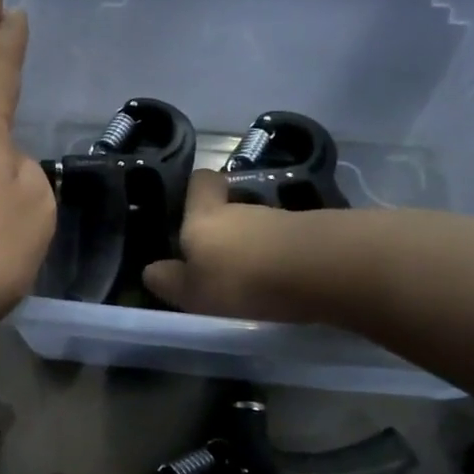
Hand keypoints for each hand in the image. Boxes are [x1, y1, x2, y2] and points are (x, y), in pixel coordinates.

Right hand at [142, 170, 346, 321]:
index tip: (190, 208)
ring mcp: (281, 218)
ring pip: (258, 227)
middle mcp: (241, 208)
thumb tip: (151, 270)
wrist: (321, 270)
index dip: (196, 190)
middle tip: (217, 261)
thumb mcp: (192, 291)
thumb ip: (170, 280)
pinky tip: (281, 283)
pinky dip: (280, 258)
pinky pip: (286, 242)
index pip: (199, 182)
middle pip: (229, 208)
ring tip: (251, 279)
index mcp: (204, 216)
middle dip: (223, 230)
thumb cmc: (242, 278)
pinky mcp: (313, 234)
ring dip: (253, 246)